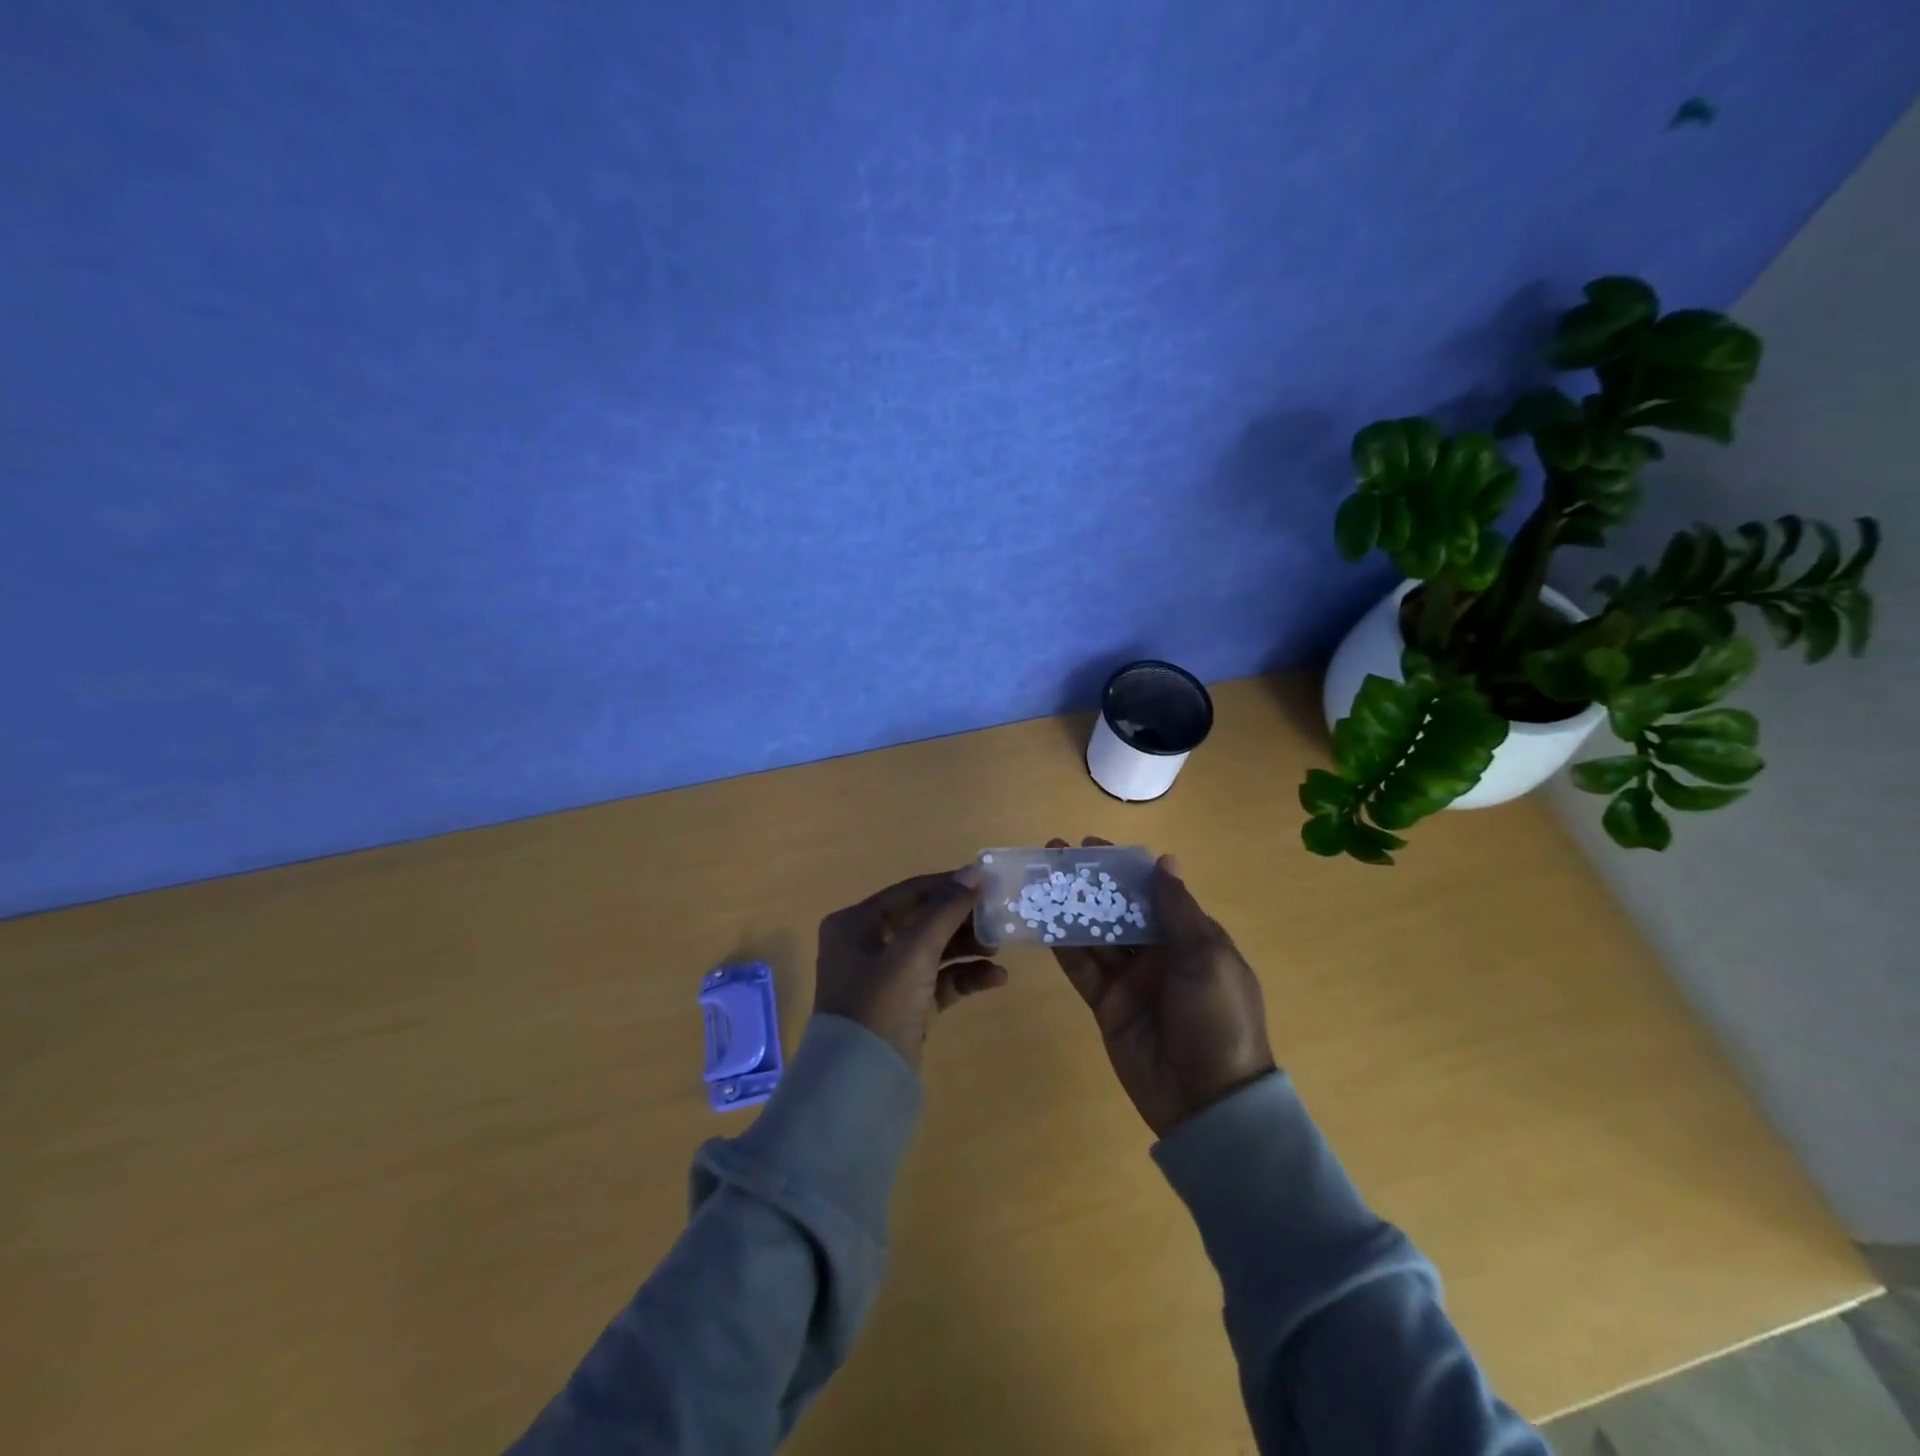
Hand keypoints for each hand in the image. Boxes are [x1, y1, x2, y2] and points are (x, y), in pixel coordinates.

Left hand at [814, 865, 1009, 1069]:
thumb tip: (974, 872)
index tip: (986, 882)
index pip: (909, 892)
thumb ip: (946, 910)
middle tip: (998, 917)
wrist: (862, 1084)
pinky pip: (939, 982)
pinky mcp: (905, 1007)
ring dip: (967, 948)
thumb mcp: (914, 951)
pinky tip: (996, 978)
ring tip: (999, 948)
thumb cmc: (880, 1003)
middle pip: (923, 921)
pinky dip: (964, 977)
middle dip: (961, 920)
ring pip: (933, 951)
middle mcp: (866, 946)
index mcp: (855, 924)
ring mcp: (885, 979)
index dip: (948, 886)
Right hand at [1047, 838, 1274, 1137]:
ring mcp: (1130, 979)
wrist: (1208, 1101)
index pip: (1150, 891)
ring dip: (1068, 907)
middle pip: (1116, 908)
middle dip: (1087, 882)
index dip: (1121, 867)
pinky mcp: (1107, 1004)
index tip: (1089, 845)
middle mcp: (1158, 953)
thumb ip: (1178, 909)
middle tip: (1052, 856)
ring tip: (1037, 880)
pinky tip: (1039, 921)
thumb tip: (1164, 861)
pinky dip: (1062, 945)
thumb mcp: (1206, 957)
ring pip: (1094, 934)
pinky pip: (1081, 968)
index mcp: (1190, 938)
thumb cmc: (1217, 1018)